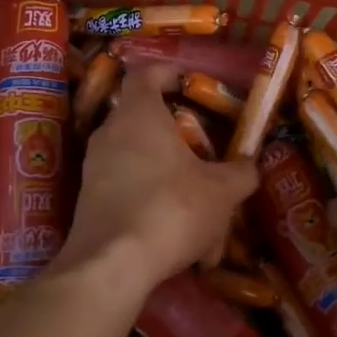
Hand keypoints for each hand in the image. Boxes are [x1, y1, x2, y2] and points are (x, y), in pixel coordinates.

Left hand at [56, 66, 256, 293]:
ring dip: (159, 166)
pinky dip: (145, 194)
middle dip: (169, 127)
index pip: (145, 73)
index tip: (188, 83)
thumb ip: (241, 173)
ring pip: (131, 154)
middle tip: (198, 143)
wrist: (112, 264)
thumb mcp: (222, 192)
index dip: (167, 72)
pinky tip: (170, 226)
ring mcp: (93, 166)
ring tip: (190, 191)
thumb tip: (250, 165)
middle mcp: (109, 132)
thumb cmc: (171, 209)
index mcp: (139, 114)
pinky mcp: (86, 199)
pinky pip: (122, 185)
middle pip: (138, 115)